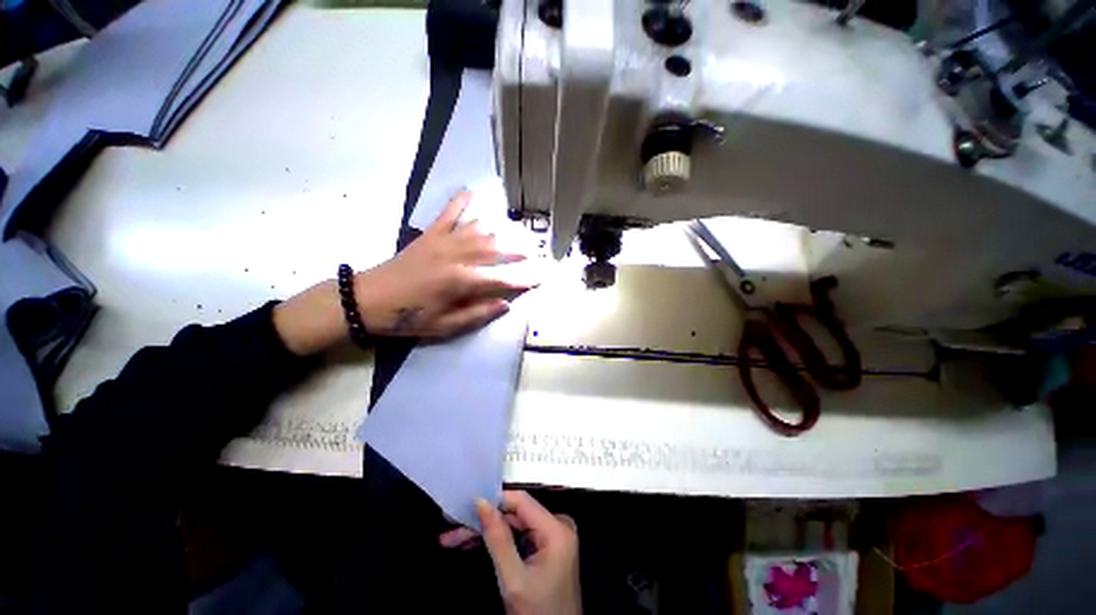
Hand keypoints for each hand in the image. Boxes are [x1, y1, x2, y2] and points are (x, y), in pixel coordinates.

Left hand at [354, 190, 529, 336]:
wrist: (368, 299)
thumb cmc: (408, 318)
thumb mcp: (445, 326)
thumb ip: (477, 314)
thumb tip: (505, 304)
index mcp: (461, 282)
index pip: (501, 280)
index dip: (522, 281)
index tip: (539, 279)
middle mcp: (456, 257)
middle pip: (494, 251)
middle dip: (515, 253)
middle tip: (530, 254)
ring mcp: (442, 242)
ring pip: (478, 231)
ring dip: (497, 233)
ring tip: (512, 234)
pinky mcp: (429, 235)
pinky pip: (448, 214)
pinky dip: (459, 202)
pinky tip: (470, 192)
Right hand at [440, 491, 581, 614]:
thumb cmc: (539, 614)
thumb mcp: (514, 580)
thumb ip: (498, 540)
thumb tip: (482, 504)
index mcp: (557, 529)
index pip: (521, 501)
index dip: (493, 501)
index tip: (467, 505)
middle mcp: (558, 526)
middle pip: (515, 514)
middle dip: (484, 522)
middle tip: (453, 529)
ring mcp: (553, 536)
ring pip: (514, 525)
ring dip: (486, 532)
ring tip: (456, 538)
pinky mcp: (547, 546)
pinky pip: (519, 535)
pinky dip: (498, 542)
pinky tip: (474, 543)